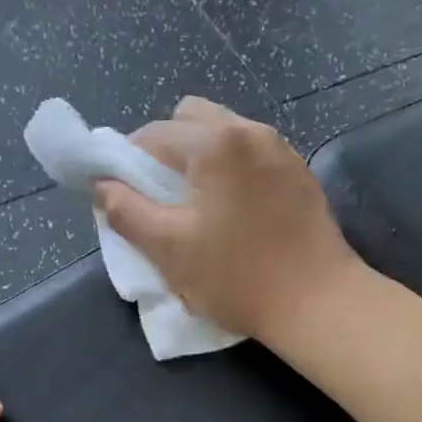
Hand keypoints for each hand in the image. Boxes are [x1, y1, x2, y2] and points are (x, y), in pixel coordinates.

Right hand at [93, 98, 363, 342]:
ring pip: (226, 134)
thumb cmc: (237, 277)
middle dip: (167, 149)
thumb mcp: (169, 249)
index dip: (127, 162)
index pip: (153, 134)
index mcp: (216, 142)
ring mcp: (282, 150)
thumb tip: (103, 186)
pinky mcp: (300, 175)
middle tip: (163, 196)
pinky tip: (235, 212)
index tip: (125, 196)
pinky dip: (232, 170)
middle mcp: (252, 131)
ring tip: (199, 206)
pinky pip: (253, 155)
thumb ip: (127, 212)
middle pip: (192, 119)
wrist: (318, 303)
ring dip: (201, 158)